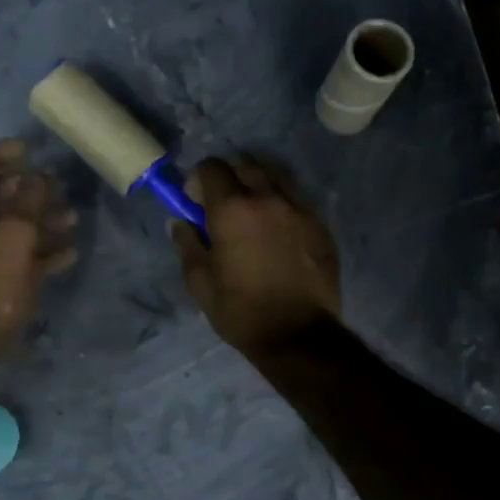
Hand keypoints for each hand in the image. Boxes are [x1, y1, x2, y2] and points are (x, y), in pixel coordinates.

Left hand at [0, 138, 77, 345]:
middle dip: (25, 190)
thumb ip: (30, 198)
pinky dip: (33, 250)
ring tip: (71, 219)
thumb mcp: (16, 233)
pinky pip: (6, 256)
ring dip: (36, 220)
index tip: (28, 151)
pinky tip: (67, 254)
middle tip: (54, 186)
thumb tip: (39, 175)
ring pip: (2, 228)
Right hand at [170, 155, 341, 357]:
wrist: (299, 336)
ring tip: (253, 212)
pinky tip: (278, 232)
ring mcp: (299, 208)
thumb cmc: (241, 311)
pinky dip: (281, 204)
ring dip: (258, 185)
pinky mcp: (320, 225)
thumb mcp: (200, 283)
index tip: (195, 202)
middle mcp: (268, 198)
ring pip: (275, 176)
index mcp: (232, 209)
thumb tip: (179, 221)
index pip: (211, 167)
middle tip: (223, 204)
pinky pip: (296, 199)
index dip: (198, 180)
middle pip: (245, 163)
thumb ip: (187, 244)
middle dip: (229, 176)